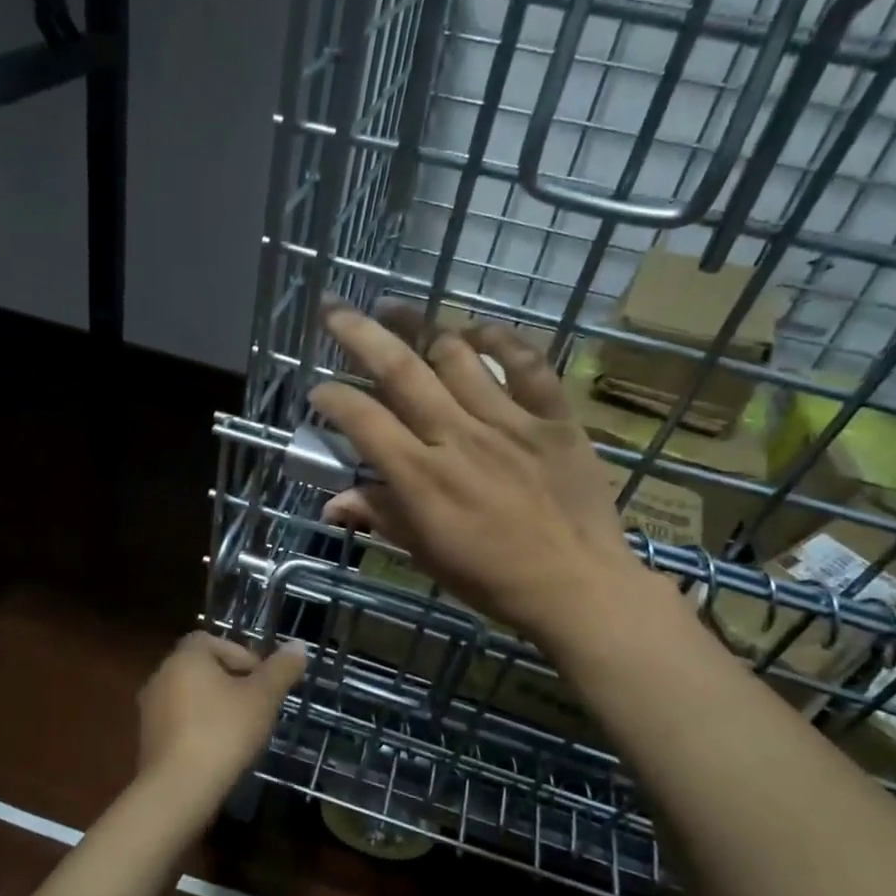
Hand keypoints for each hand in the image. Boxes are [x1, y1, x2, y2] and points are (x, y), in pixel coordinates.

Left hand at [135, 633, 306, 816]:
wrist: (178, 788)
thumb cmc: (224, 731)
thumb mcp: (263, 698)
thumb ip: (281, 669)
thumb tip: (298, 645)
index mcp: (185, 657)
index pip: (211, 640)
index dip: (240, 654)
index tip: (261, 680)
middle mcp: (161, 676)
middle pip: (200, 668)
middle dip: (230, 682)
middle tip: (257, 705)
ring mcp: (150, 710)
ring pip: (189, 697)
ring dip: (214, 706)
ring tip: (241, 730)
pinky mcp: (147, 740)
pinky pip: (179, 723)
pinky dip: (199, 728)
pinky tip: (219, 750)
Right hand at [310, 302, 642, 638]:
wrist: (577, 587)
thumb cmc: (491, 578)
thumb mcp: (425, 555)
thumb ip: (380, 517)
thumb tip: (331, 503)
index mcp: (421, 477)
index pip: (364, 421)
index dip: (333, 398)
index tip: (318, 390)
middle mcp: (458, 437)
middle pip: (401, 371)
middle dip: (360, 334)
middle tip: (335, 308)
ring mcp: (509, 422)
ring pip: (457, 356)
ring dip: (422, 326)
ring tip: (398, 310)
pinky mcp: (554, 418)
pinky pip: (528, 364)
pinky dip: (502, 340)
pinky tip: (479, 330)